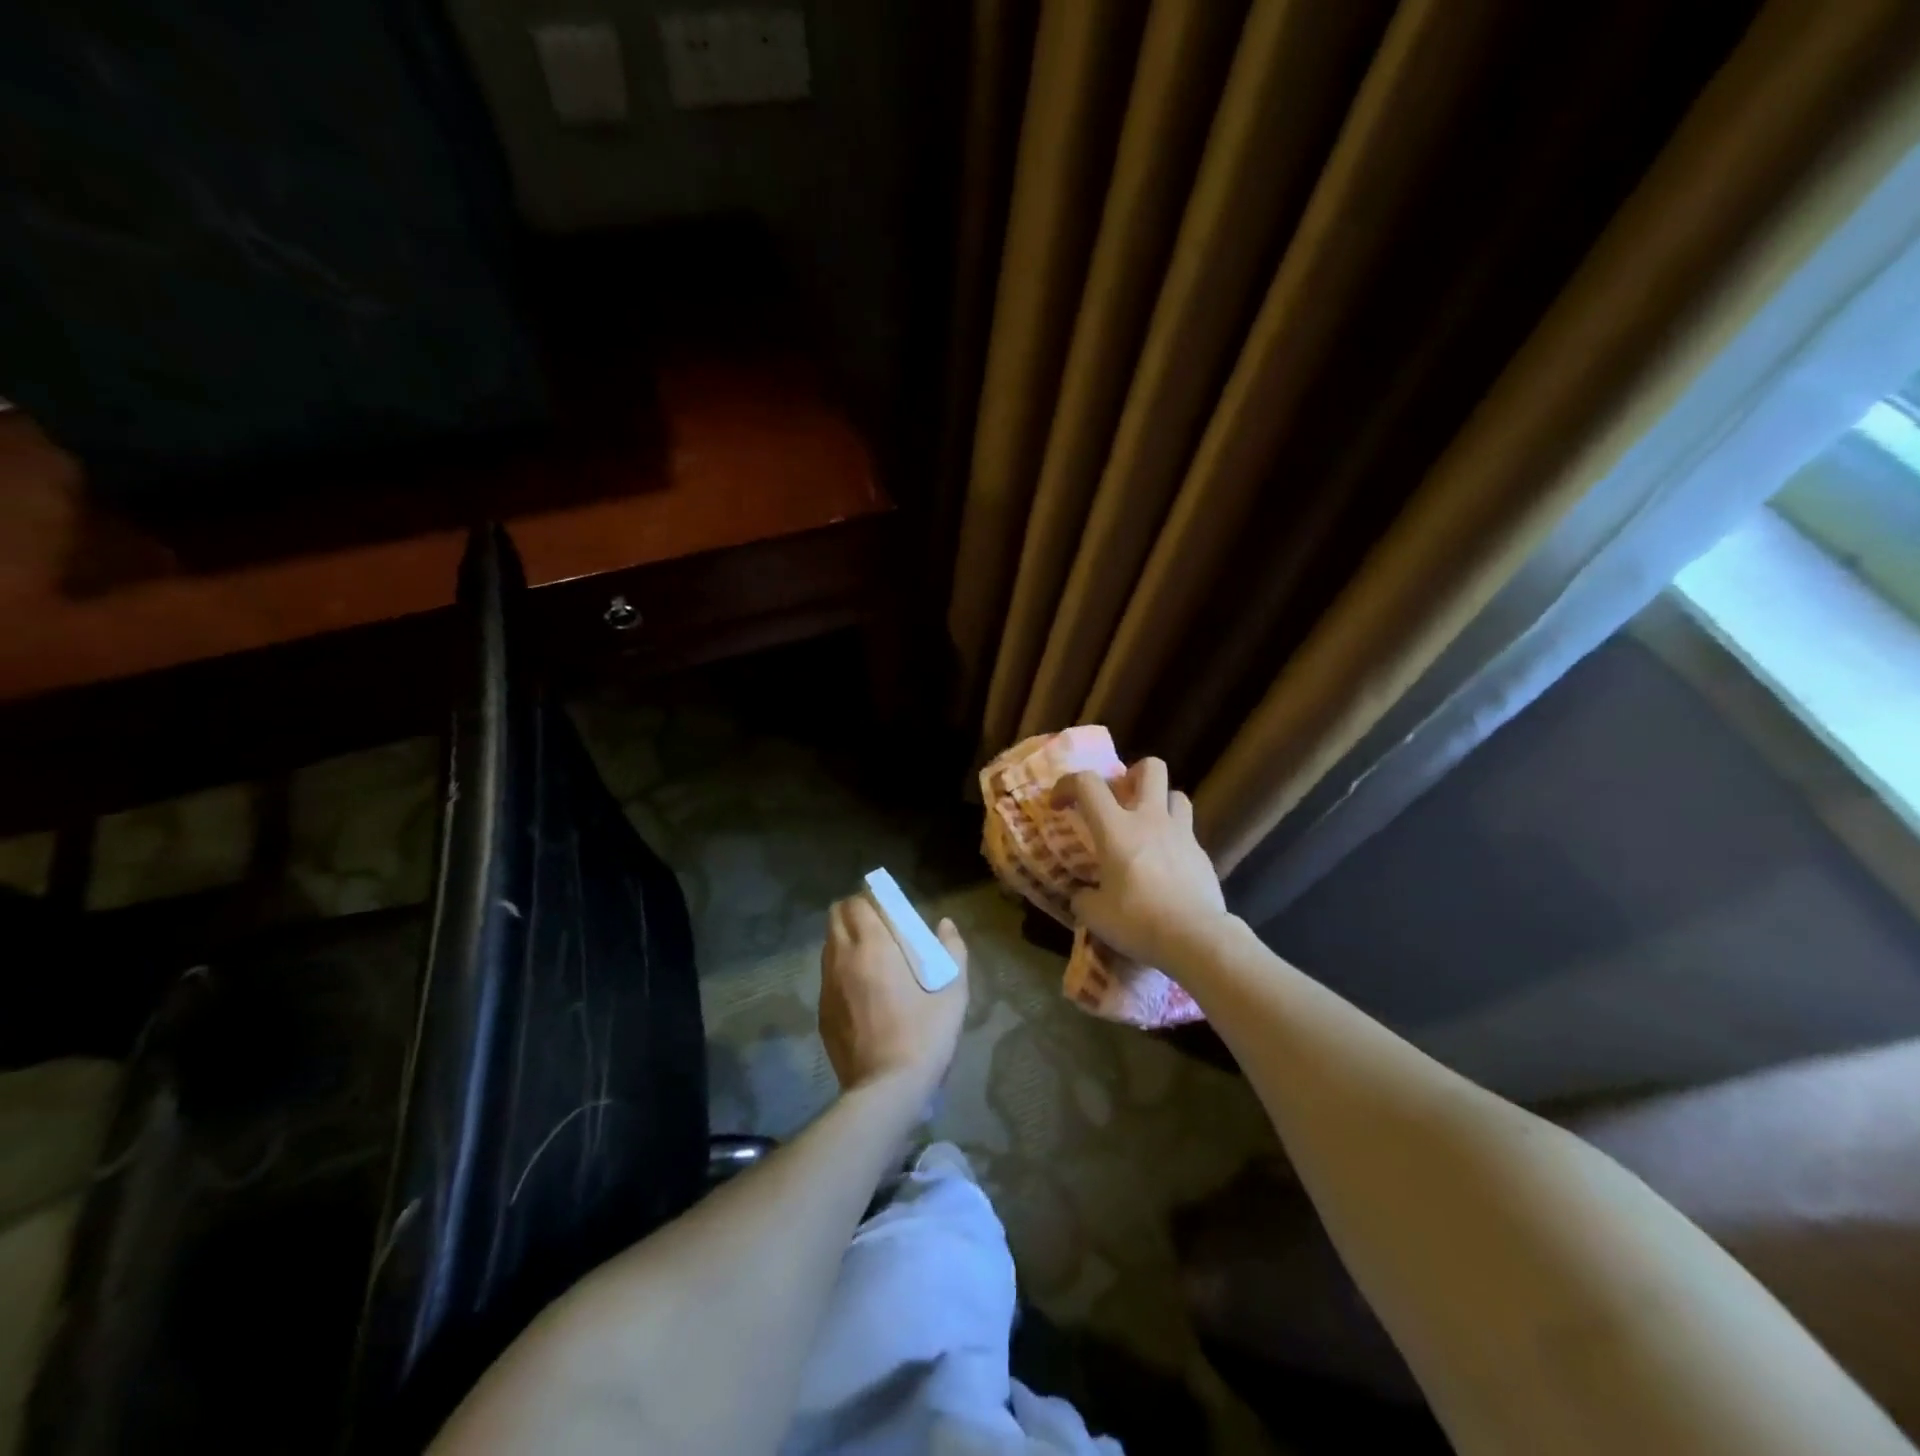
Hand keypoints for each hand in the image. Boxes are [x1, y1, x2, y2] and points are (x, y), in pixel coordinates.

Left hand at [819, 895, 968, 1096]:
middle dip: (854, 914)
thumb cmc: (924, 1035)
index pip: (856, 903)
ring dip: (846, 942)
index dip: (870, 900)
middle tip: (880, 929)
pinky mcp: (822, 1014)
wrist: (886, 1090)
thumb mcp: (953, 992)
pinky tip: (863, 993)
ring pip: (829, 947)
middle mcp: (842, 959)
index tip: (889, 909)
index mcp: (873, 947)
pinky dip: (841, 971)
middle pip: (835, 918)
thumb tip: (945, 925)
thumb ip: (953, 950)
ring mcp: (827, 987)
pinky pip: (827, 977)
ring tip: (872, 959)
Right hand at [1051, 757, 1229, 969]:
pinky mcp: (1202, 854)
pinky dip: (1174, 839)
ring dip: (1160, 803)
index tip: (1060, 804)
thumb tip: (1083, 894)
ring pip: (1176, 794)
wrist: (1196, 938)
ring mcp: (1182, 834)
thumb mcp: (1095, 915)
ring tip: (1148, 827)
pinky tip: (1167, 865)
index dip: (1067, 784)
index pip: (1087, 783)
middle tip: (1120, 799)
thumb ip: (1084, 897)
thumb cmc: (1137, 921)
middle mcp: (1150, 820)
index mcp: (1116, 829)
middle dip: (1132, 774)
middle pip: (1150, 768)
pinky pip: (1188, 832)